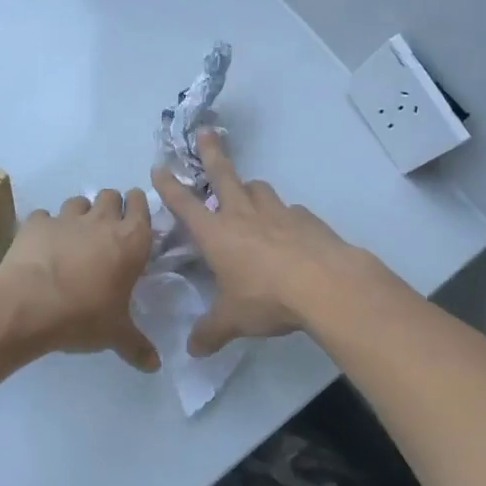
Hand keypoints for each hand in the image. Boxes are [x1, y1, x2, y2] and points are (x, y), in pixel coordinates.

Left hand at [0, 189, 160, 371]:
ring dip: (80, 213)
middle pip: (110, 195)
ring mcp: (66, 218)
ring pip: (78, 202)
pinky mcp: (35, 223)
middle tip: (106, 229)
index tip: (135, 216)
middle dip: (111, 206)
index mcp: (131, 240)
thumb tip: (155, 366)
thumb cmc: (84, 315)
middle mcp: (101, 221)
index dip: (138, 206)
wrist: (29, 305)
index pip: (141, 204)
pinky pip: (43, 217)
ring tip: (75, 236)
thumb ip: (137, 346)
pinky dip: (45, 226)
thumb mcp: (115, 334)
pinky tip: (42, 244)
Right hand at [153, 133, 366, 356]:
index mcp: (217, 234)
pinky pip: (289, 211)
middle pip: (224, 175)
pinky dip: (283, 216)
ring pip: (258, 188)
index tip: (159, 167)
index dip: (169, 186)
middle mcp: (243, 215)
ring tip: (248, 197)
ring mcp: (277, 213)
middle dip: (212, 153)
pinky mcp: (306, 219)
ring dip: (249, 189)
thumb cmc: (267, 298)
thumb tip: (192, 351)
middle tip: (205, 133)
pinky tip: (288, 232)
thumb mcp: (232, 320)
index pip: (185, 204)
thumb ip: (210, 333)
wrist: (326, 285)